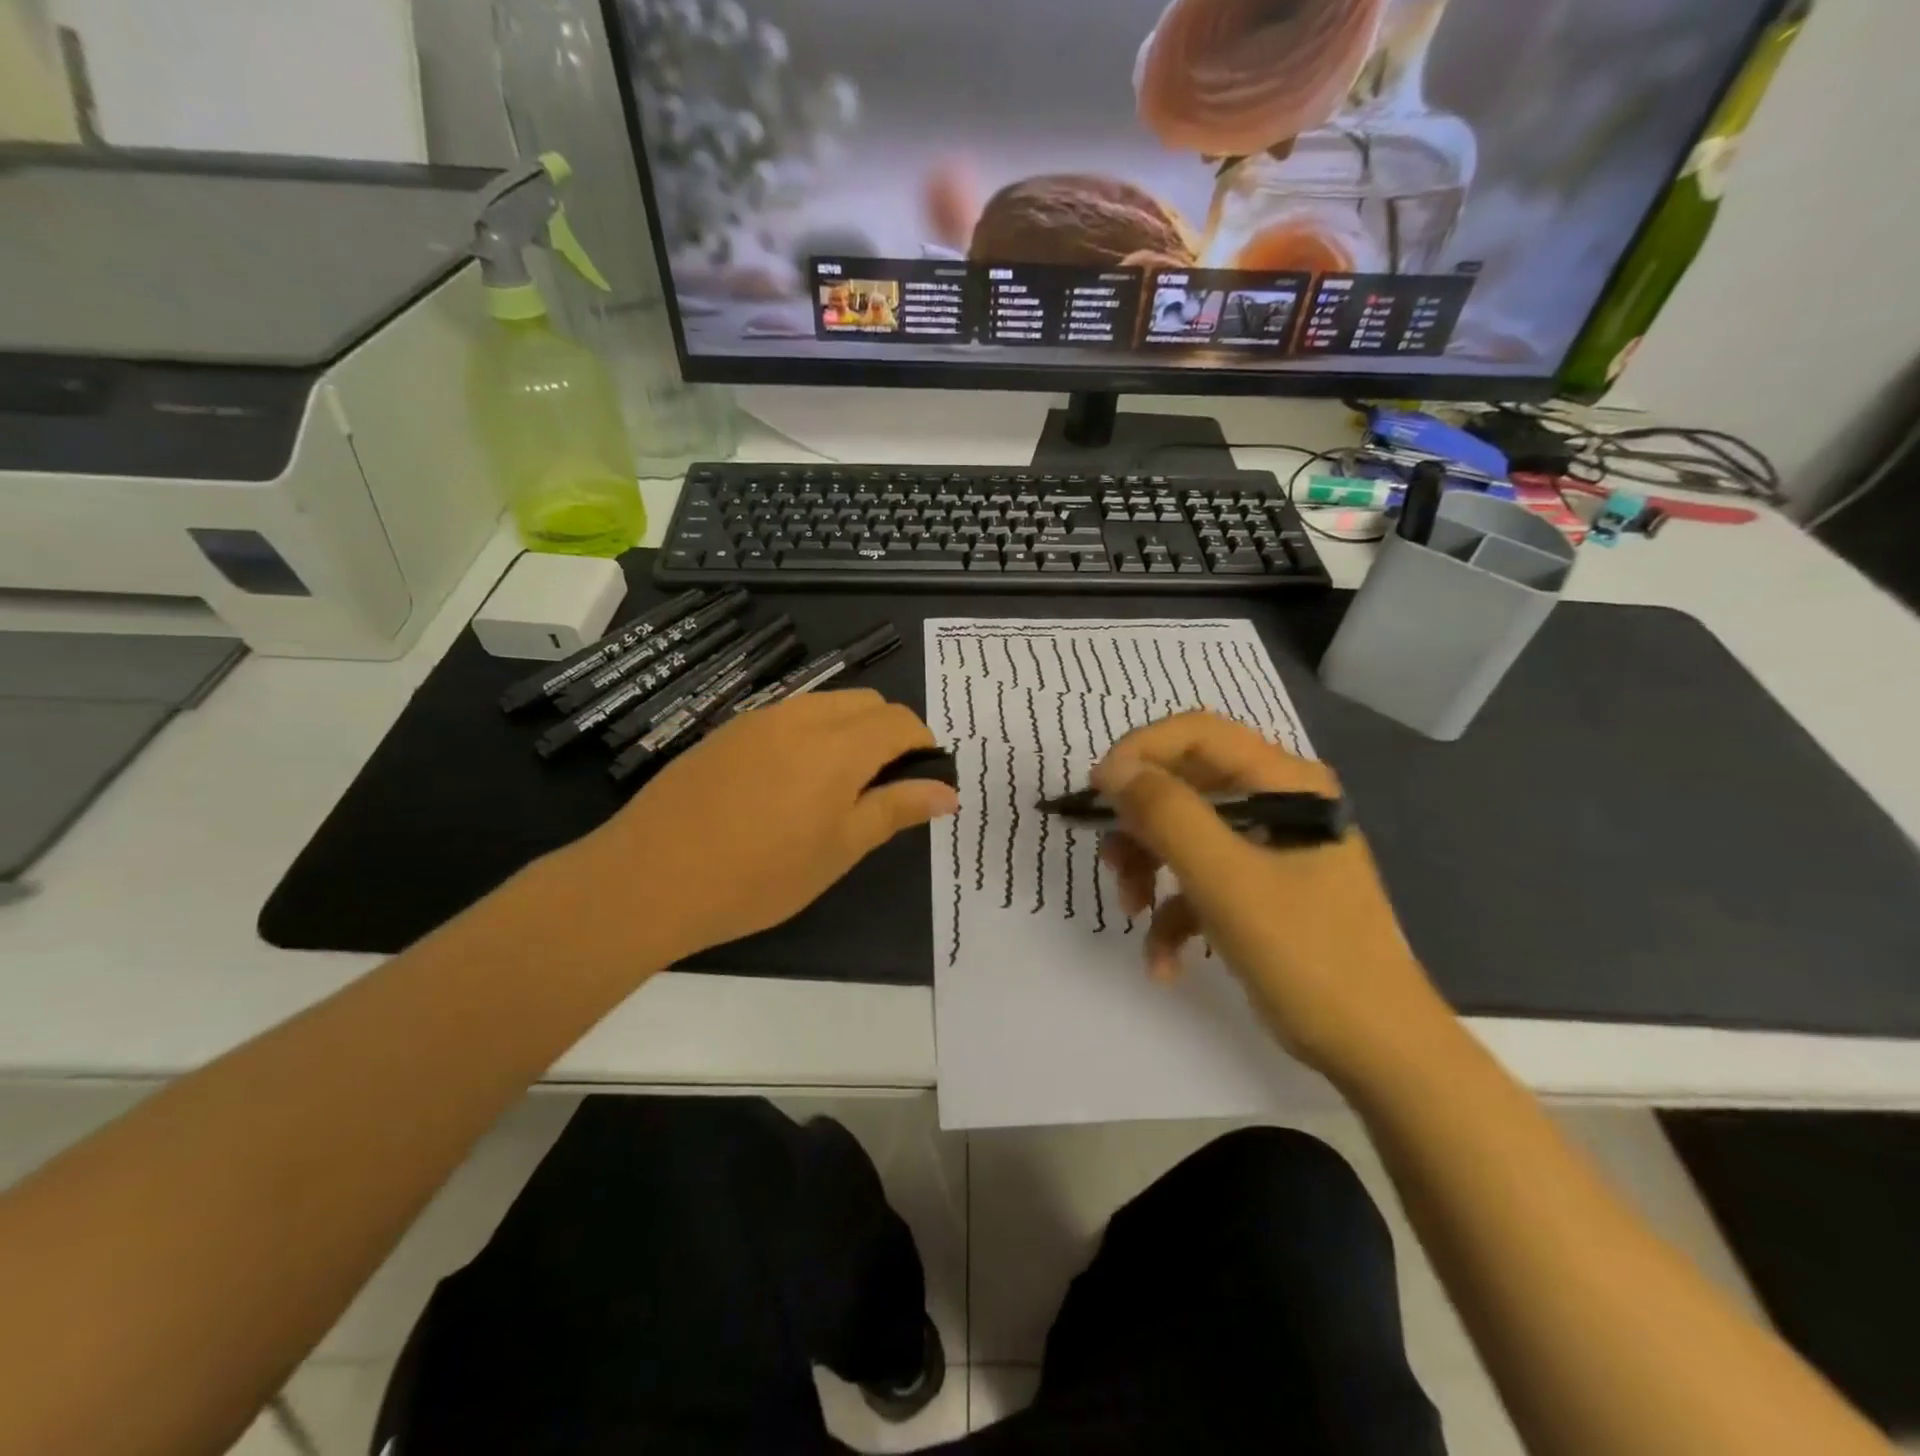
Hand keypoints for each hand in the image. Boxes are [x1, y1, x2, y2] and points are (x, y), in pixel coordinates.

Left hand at [561, 691, 957, 967]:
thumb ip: (896, 809)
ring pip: (826, 705)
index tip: (924, 780)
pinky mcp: (727, 731)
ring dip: (849, 731)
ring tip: (836, 788)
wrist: (649, 878)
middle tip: (882, 788)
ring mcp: (759, 719)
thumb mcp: (840, 849)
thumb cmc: (759, 875)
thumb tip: (948, 790)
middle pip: (867, 702)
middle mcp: (802, 717)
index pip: (901, 721)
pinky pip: (787, 716)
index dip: (923, 744)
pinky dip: (811, 735)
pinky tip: (788, 784)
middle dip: (888, 733)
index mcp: (839, 746)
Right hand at [1093, 711, 1448, 1082]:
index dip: (1139, 751)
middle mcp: (1277, 804)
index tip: (1097, 792)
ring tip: (1131, 912)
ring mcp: (1269, 850)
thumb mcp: (1226, 881)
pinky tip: (1163, 962)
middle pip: (1185, 786)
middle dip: (1140, 824)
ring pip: (1185, 835)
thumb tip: (1114, 770)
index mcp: (1284, 784)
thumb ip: (1167, 815)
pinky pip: (1201, 883)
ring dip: (1149, 870)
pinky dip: (1173, 915)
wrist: (1377, 1051)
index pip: (1197, 733)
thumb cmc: (1308, 955)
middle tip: (1112, 861)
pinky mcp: (1261, 891)